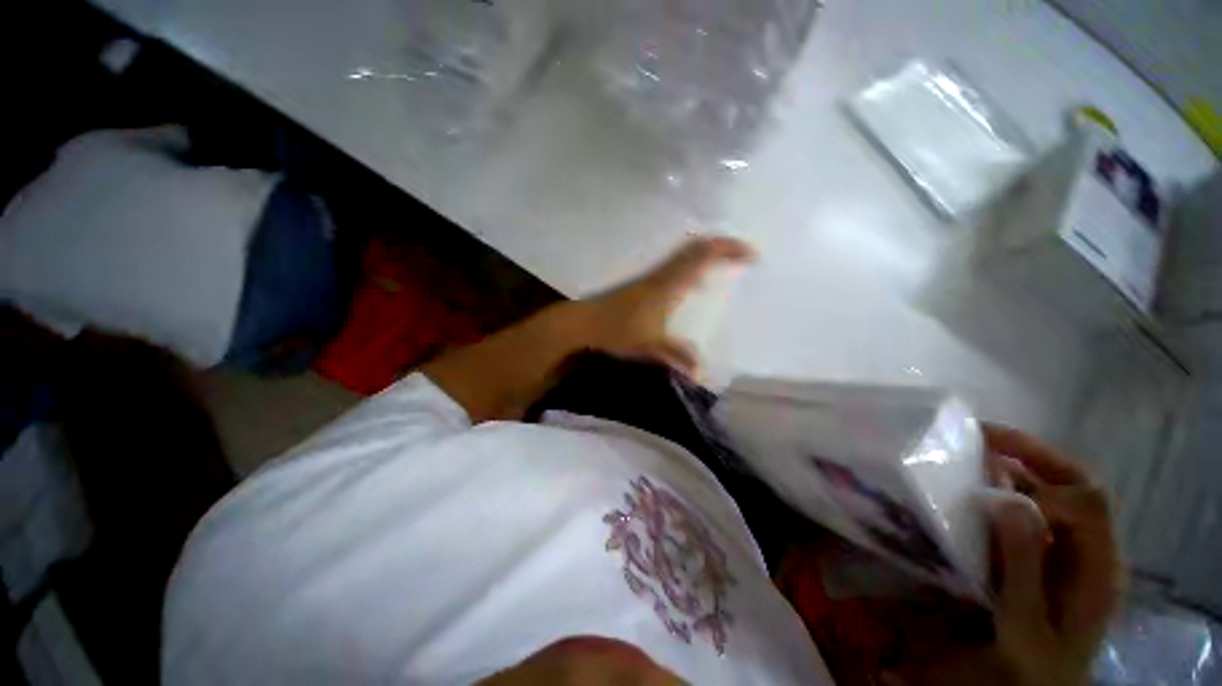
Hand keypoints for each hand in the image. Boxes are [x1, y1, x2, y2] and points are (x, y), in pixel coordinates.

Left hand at [571, 236, 754, 378]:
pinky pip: (675, 265)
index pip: (701, 258)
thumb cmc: (617, 332)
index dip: (728, 250)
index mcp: (667, 286)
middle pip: (695, 248)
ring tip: (726, 264)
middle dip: (722, 246)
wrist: (584, 323)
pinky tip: (696, 282)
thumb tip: (702, 373)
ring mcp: (651, 277)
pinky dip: (693, 264)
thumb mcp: (650, 347)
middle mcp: (661, 275)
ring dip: (707, 253)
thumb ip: (677, 357)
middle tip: (743, 255)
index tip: (751, 254)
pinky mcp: (644, 283)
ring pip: (684, 254)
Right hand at [882, 426, 1121, 685]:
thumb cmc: (1032, 662)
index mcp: (1098, 565)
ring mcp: (1071, 547)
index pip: (1088, 501)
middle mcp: (1091, 546)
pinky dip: (1009, 486)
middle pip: (1076, 483)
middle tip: (980, 433)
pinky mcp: (1050, 550)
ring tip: (974, 450)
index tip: (994, 484)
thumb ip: (1022, 564)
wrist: (1035, 685)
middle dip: (1031, 452)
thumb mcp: (1025, 622)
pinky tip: (980, 484)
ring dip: (1018, 464)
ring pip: (1055, 490)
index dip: (1045, 483)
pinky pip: (1035, 507)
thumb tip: (1007, 500)